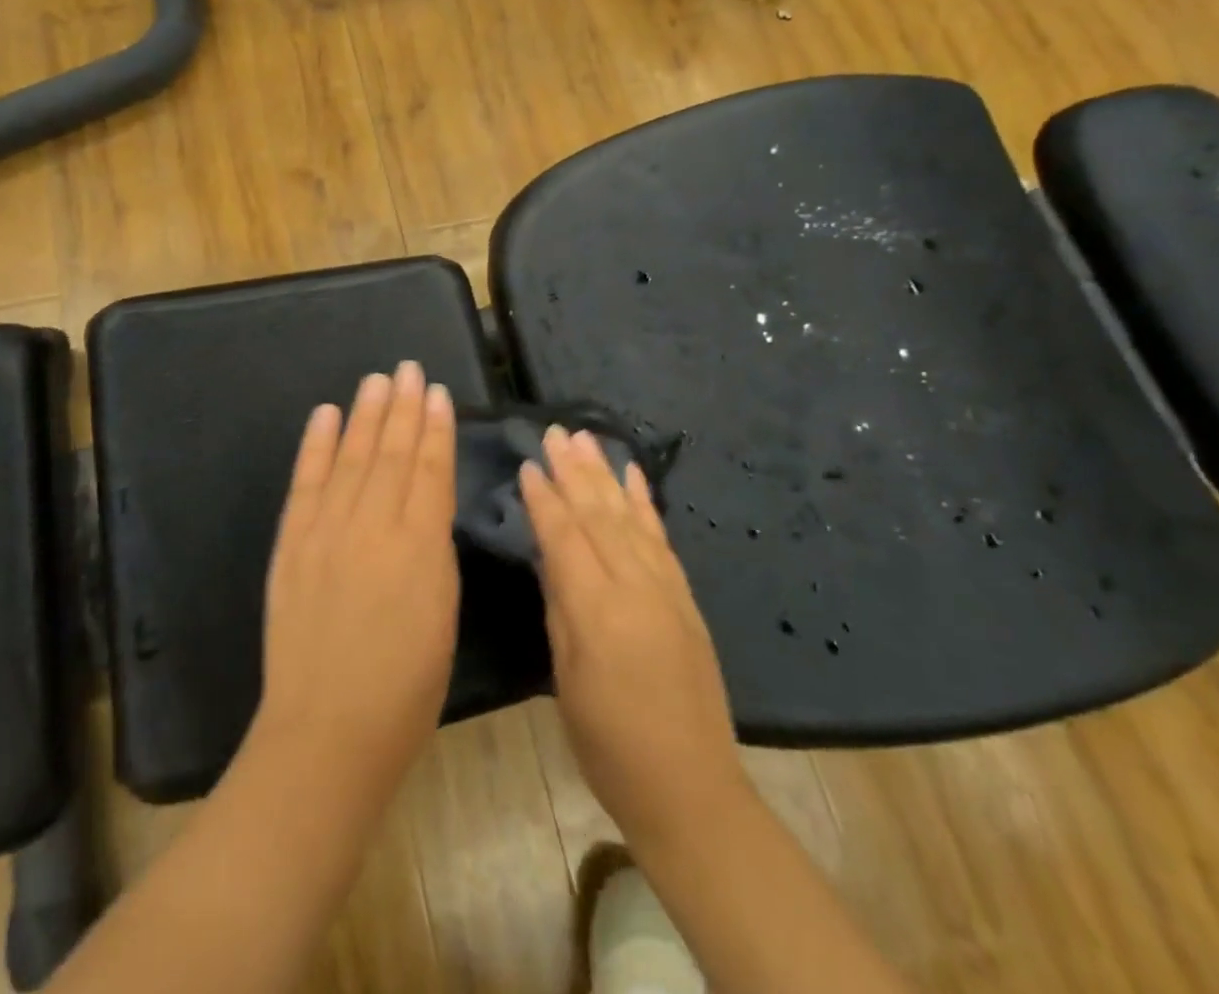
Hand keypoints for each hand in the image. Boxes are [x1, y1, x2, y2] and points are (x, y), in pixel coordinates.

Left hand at [249, 362, 459, 809]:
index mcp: (420, 545)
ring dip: (364, 415)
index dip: (434, 429)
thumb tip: (427, 503)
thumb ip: (434, 549)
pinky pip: (306, 483)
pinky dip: (315, 445)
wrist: (328, 729)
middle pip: (390, 453)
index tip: (438, 393)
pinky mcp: (292, 542)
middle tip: (409, 369)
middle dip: (402, 408)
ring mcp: (327, 530)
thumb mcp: (443, 612)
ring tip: (376, 380)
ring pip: (351, 457)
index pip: (429, 470)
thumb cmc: (406, 685)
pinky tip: (325, 415)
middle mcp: (373, 525)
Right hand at [520, 428, 745, 853]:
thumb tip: (549, 555)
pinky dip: (645, 501)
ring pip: (629, 516)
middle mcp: (634, 586)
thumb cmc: (609, 744)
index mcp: (596, 610)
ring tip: (586, 438)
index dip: (544, 498)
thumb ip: (560, 607)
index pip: (564, 537)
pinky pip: (662, 537)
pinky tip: (634, 475)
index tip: (528, 463)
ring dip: (605, 474)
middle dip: (573, 470)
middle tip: (555, 431)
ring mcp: (665, 588)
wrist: (690, 786)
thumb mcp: (566, 678)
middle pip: (598, 515)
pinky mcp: (685, 596)